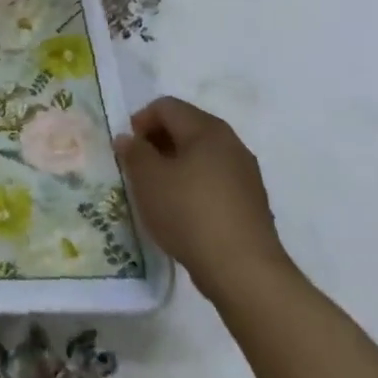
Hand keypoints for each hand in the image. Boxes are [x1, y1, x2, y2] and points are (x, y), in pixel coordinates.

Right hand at [116, 98, 292, 305]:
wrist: (244, 271)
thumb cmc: (189, 213)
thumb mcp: (148, 180)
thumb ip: (134, 152)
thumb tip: (128, 138)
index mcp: (207, 129)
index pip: (167, 106)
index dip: (141, 120)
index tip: (127, 148)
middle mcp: (231, 143)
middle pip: (186, 127)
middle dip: (157, 141)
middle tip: (137, 167)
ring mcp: (245, 173)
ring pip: (201, 154)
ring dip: (175, 164)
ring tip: (156, 190)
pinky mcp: (250, 202)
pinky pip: (214, 179)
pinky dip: (193, 184)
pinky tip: (182, 210)